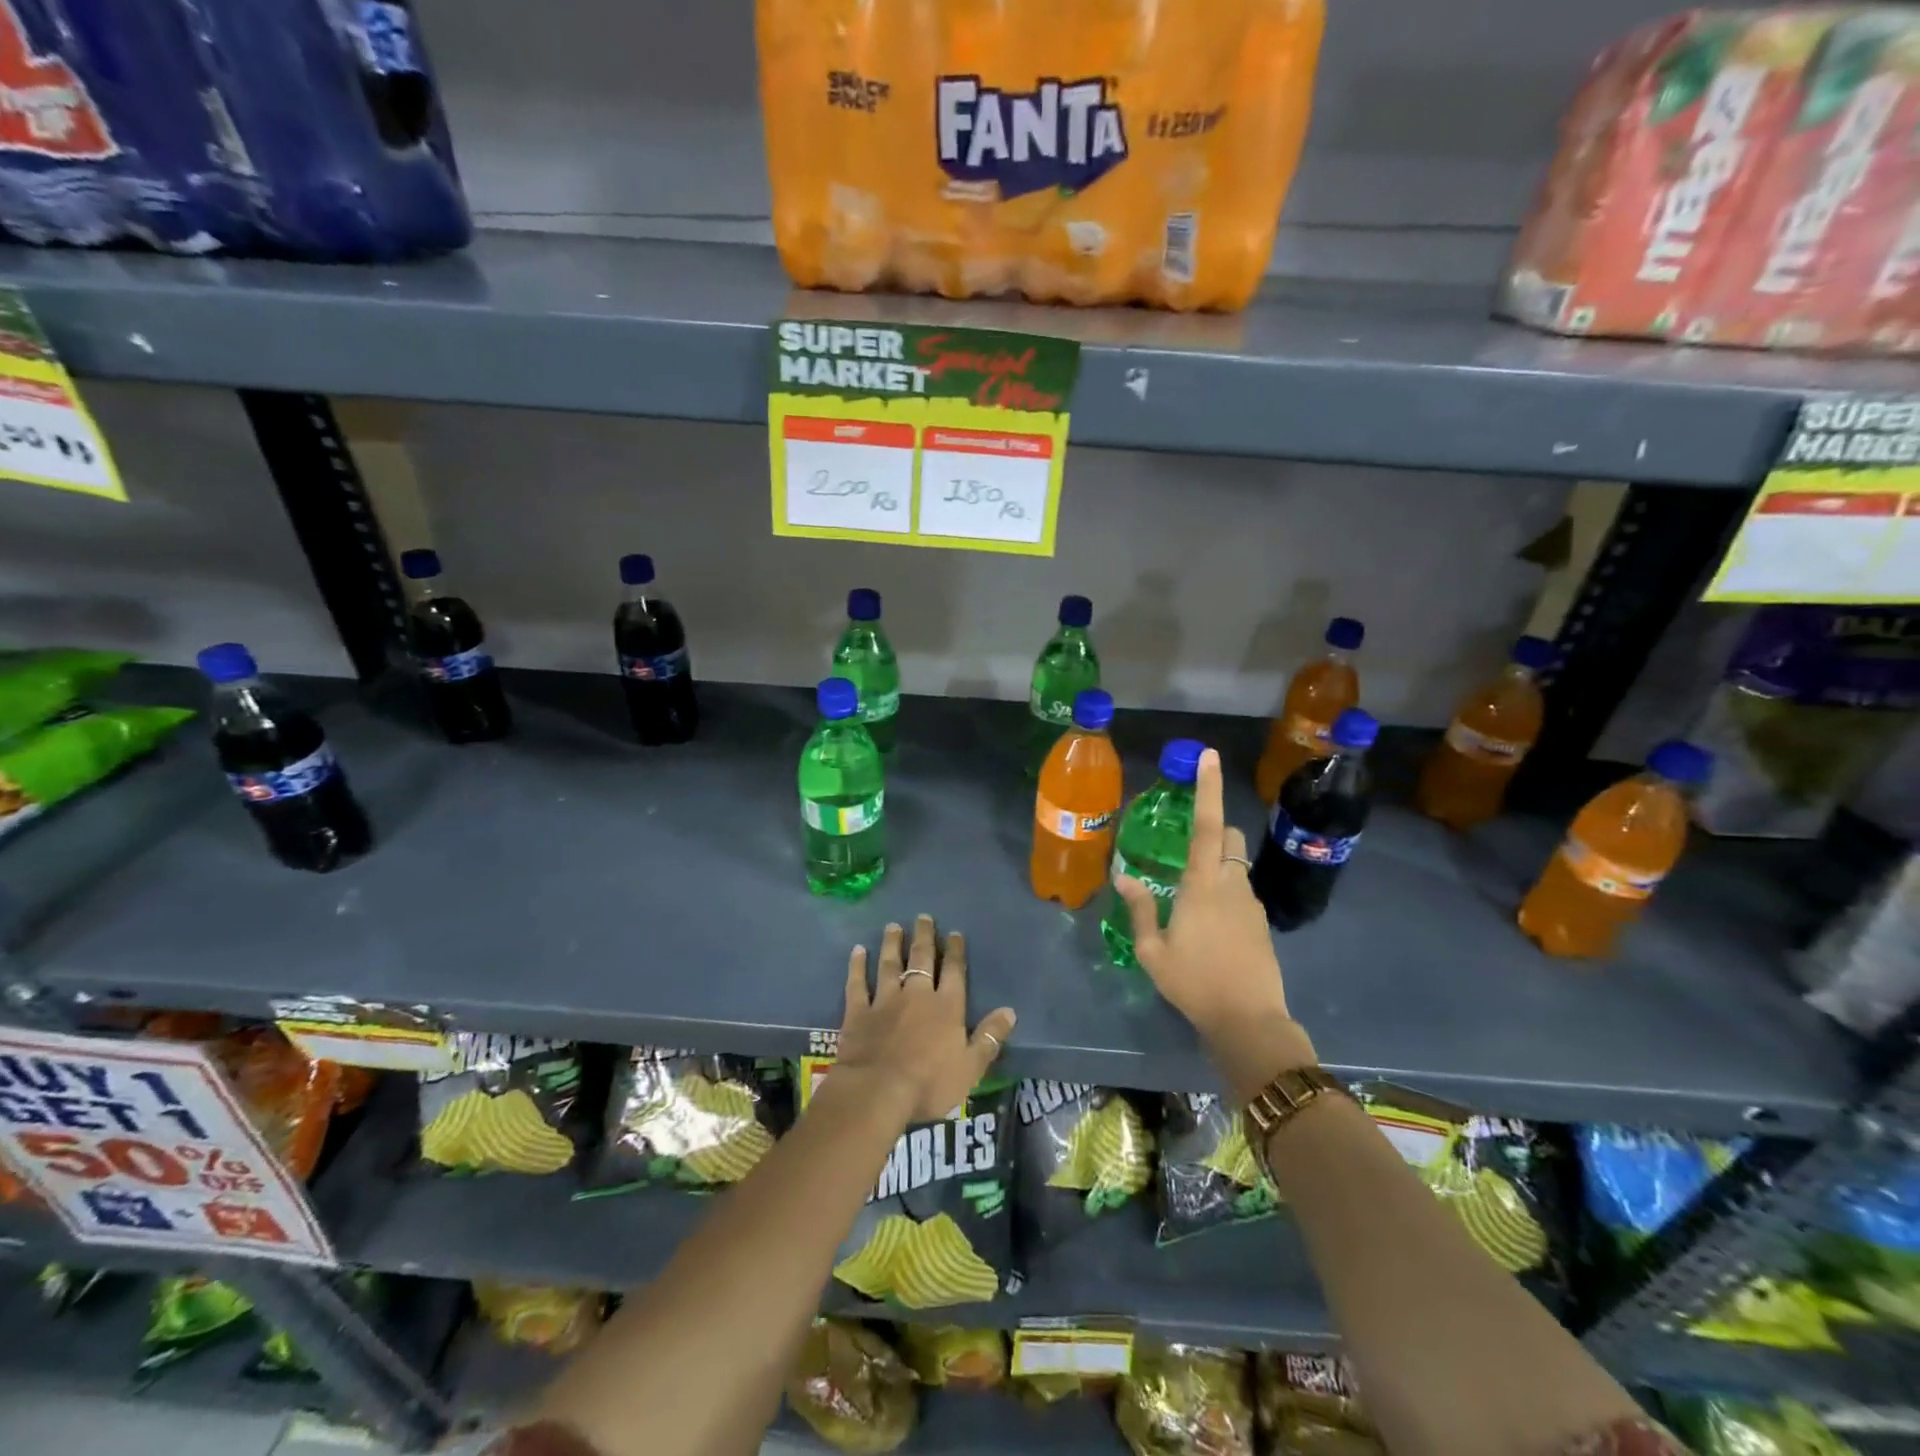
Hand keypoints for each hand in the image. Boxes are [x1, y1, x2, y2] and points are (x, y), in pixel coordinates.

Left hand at [834, 914, 1015, 1124]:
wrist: (878, 1090)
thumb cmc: (929, 1083)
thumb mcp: (971, 1067)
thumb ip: (989, 1037)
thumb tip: (1010, 1011)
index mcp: (947, 1007)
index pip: (954, 971)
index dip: (955, 951)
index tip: (954, 933)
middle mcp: (917, 995)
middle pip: (922, 959)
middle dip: (924, 937)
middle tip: (923, 917)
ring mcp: (885, 1000)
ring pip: (890, 964)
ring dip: (893, 944)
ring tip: (893, 926)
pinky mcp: (859, 1012)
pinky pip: (858, 983)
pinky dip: (857, 966)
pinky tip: (857, 951)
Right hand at [1113, 748, 1292, 1046]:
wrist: (1249, 1021)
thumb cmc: (1194, 983)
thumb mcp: (1154, 951)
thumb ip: (1141, 909)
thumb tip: (1125, 877)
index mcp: (1202, 884)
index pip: (1206, 825)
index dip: (1208, 788)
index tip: (1210, 756)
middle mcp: (1231, 884)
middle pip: (1228, 838)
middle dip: (1213, 830)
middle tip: (1186, 849)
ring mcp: (1251, 903)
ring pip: (1236, 865)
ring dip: (1217, 865)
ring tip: (1191, 898)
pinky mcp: (1262, 922)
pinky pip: (1241, 891)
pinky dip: (1225, 892)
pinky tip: (1210, 926)